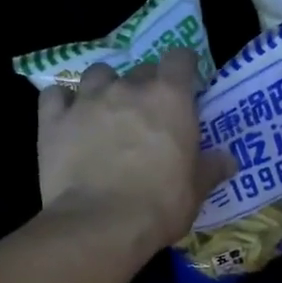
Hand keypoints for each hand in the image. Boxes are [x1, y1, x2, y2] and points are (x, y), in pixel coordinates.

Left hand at [37, 50, 234, 256]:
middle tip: (148, 114)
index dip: (183, 67)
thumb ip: (211, 168)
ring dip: (104, 87)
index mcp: (170, 98)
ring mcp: (87, 100)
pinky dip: (63, 102)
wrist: (100, 224)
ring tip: (106, 110)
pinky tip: (68, 118)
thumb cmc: (159, 205)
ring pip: (97, 74)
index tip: (185, 82)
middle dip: (146, 86)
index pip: (179, 58)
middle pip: (140, 69)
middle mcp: (128, 88)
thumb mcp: (195, 191)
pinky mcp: (53, 119)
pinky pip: (55, 96)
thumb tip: (228, 160)